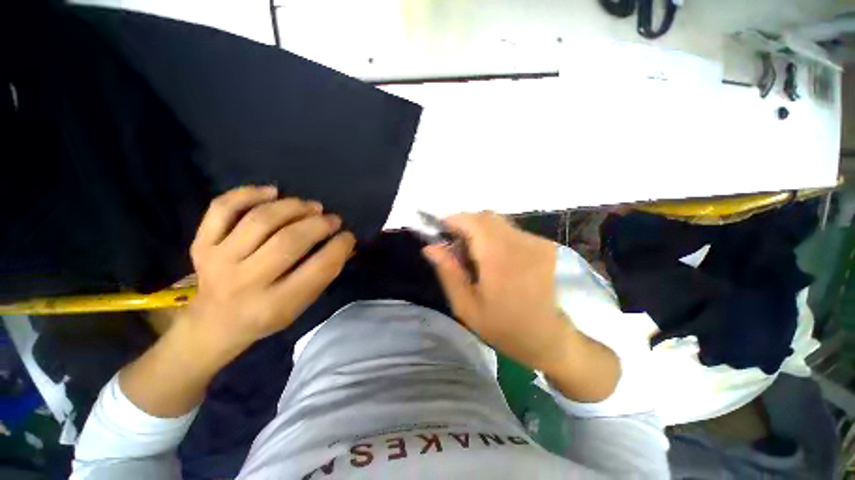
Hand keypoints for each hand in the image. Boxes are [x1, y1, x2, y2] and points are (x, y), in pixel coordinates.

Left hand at [185, 186, 355, 356]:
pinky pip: (223, 208)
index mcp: (275, 305)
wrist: (214, 324)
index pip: (319, 268)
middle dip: (319, 224)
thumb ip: (323, 274)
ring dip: (293, 207)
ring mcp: (218, 261)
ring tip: (311, 206)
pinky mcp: (201, 244)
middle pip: (289, 240)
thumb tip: (343, 243)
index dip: (340, 247)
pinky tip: (272, 192)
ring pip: (260, 220)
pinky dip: (249, 194)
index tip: (348, 236)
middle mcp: (245, 282)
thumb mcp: (300, 305)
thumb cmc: (266, 316)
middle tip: (333, 219)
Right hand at [422, 212, 570, 371]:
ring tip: (476, 257)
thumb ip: (448, 272)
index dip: (452, 220)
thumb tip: (430, 247)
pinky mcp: (545, 245)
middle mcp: (520, 241)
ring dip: (480, 231)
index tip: (440, 233)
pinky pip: (511, 231)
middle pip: (485, 216)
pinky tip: (496, 260)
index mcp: (499, 256)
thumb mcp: (467, 307)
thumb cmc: (506, 328)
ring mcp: (536, 241)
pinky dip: (496, 237)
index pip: (472, 220)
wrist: (553, 339)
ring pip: (498, 222)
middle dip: (465, 226)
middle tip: (457, 250)